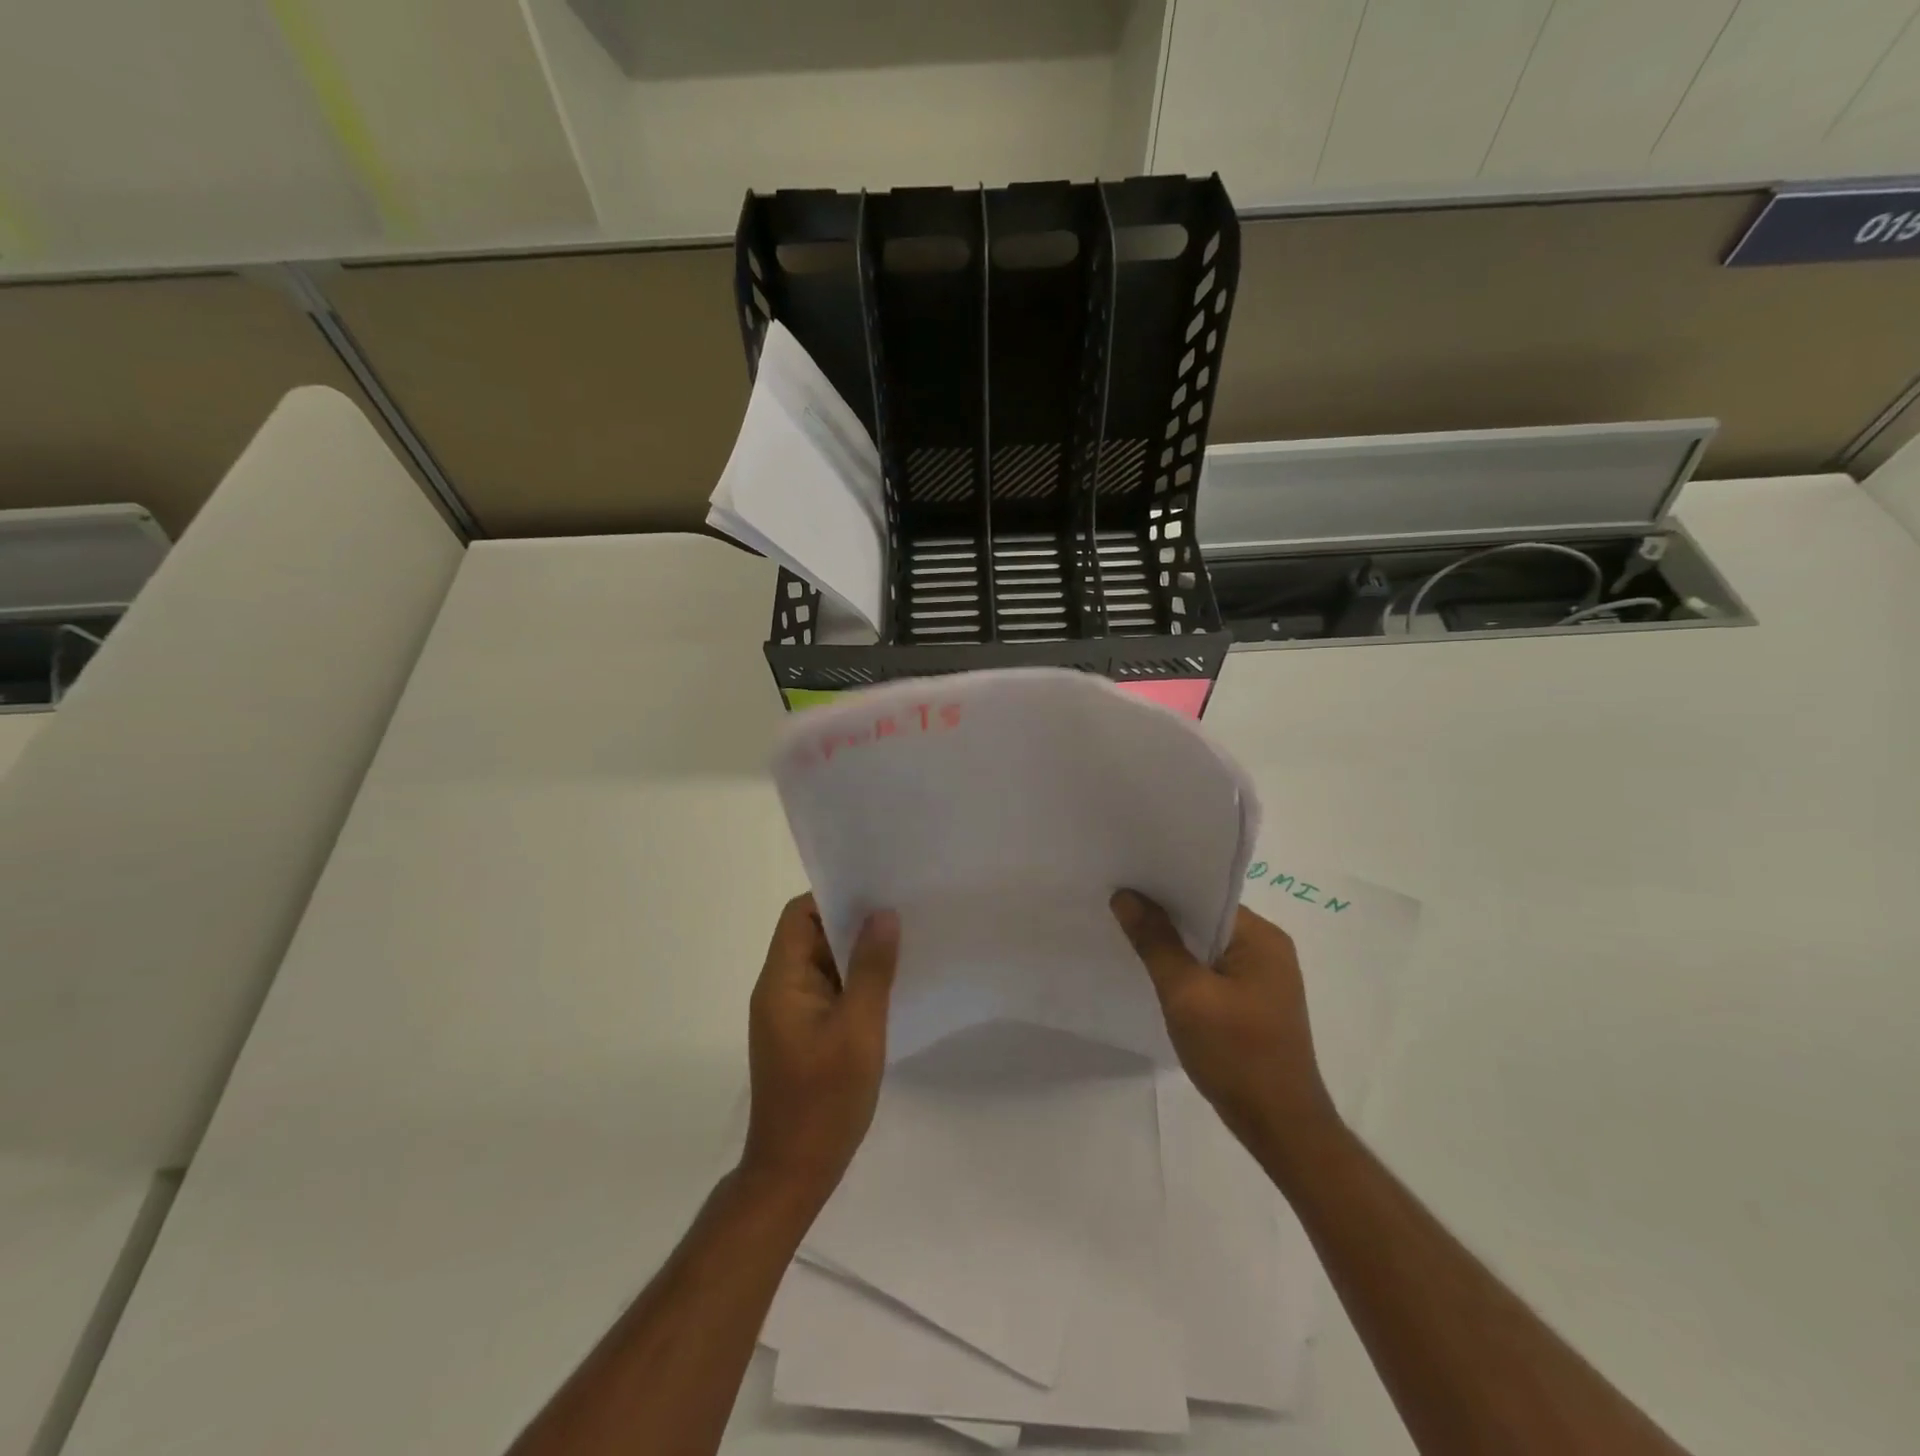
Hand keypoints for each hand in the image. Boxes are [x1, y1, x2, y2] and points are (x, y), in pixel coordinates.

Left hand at [741, 895, 898, 1207]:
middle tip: (900, 911)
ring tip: (903, 941)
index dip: (834, 897)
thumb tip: (883, 914)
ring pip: (823, 963)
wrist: (794, 1173)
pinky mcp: (803, 1033)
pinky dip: (854, 981)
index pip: (799, 915)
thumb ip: (872, 970)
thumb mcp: (858, 1030)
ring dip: (856, 953)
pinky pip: (828, 990)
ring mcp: (790, 1013)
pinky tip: (889, 984)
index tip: (876, 890)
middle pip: (811, 935)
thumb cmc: (825, 1100)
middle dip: (852, 922)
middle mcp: (779, 989)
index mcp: (781, 981)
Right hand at [1112, 892, 1336, 1164]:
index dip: (1165, 890)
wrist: (1280, 1127)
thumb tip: (1126, 896)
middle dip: (1165, 916)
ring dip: (1174, 945)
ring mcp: (1265, 977)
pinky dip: (1187, 969)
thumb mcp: (1186, 995)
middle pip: (1206, 919)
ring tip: (1129, 935)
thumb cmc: (1236, 1055)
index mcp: (1261, 938)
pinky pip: (1214, 970)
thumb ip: (1155, 943)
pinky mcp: (1256, 1002)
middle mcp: (1269, 949)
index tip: (1125, 882)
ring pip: (1208, 947)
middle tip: (1117, 906)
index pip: (1206, 895)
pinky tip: (1158, 974)